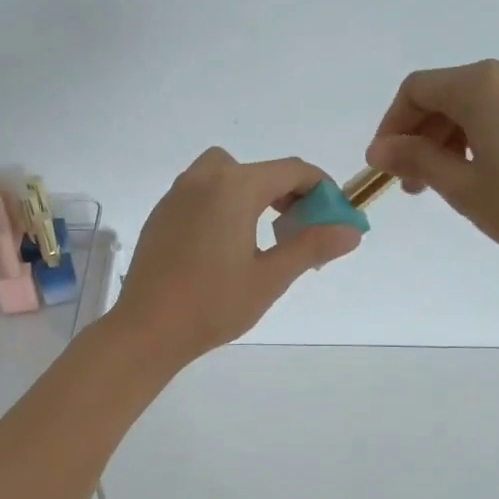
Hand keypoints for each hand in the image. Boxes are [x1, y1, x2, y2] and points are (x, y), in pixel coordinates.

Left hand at [114, 150, 360, 365]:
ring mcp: (177, 194)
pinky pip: (203, 192)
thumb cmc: (213, 304)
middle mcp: (204, 178)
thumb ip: (312, 246)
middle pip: (260, 170)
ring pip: (228, 176)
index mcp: (234, 187)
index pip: (292, 170)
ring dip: (254, 194)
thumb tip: (351, 231)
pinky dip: (225, 203)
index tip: (335, 215)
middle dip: (288, 192)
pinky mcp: (162, 213)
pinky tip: (225, 244)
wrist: (147, 329)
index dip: (321, 188)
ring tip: (263, 235)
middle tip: (300, 229)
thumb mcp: (270, 278)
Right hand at [365, 59, 498, 260]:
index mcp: (481, 85)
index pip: (416, 90)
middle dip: (420, 137)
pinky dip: (477, 137)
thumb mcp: (462, 187)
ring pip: (472, 106)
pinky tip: (480, 174)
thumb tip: (379, 149)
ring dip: (447, 140)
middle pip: (444, 95)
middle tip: (413, 186)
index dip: (392, 126)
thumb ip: (416, 161)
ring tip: (445, 185)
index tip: (386, 166)